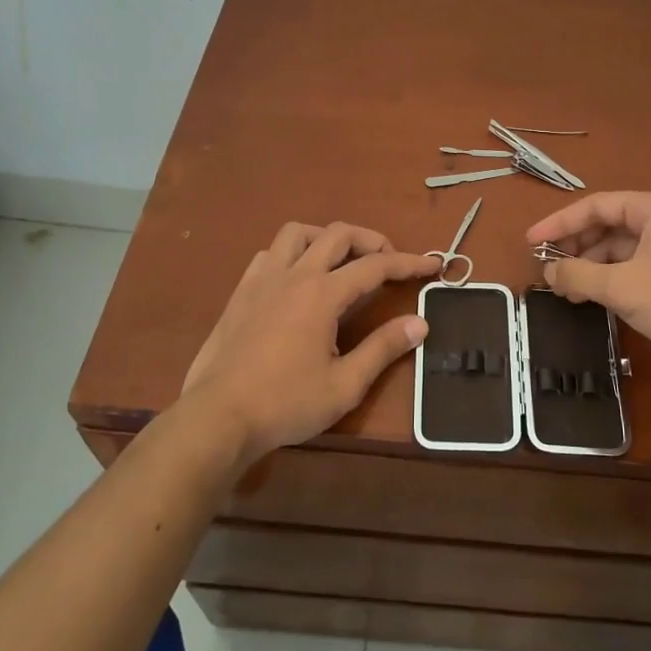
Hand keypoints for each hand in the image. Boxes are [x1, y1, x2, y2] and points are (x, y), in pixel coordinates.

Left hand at [181, 221, 436, 465]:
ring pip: (298, 234)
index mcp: (322, 294)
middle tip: (390, 261)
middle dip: (372, 240)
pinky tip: (297, 278)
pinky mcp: (241, 293)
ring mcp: (262, 280)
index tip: (433, 264)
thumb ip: (383, 348)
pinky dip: (293, 253)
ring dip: (327, 238)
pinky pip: (270, 254)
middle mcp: (294, 275)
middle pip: (338, 235)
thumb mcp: (345, 384)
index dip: (409, 262)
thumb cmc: (286, 403)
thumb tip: (420, 323)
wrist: (217, 417)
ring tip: (342, 260)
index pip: (375, 266)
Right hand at [525, 192, 650, 372]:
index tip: (531, 242)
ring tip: (567, 293)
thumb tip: (548, 271)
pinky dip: (611, 280)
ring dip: (592, 268)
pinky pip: (635, 268)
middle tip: (549, 272)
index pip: (596, 206)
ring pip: (621, 250)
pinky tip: (594, 299)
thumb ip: (578, 275)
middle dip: (576, 248)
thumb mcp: (622, 287)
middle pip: (608, 226)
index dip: (559, 223)